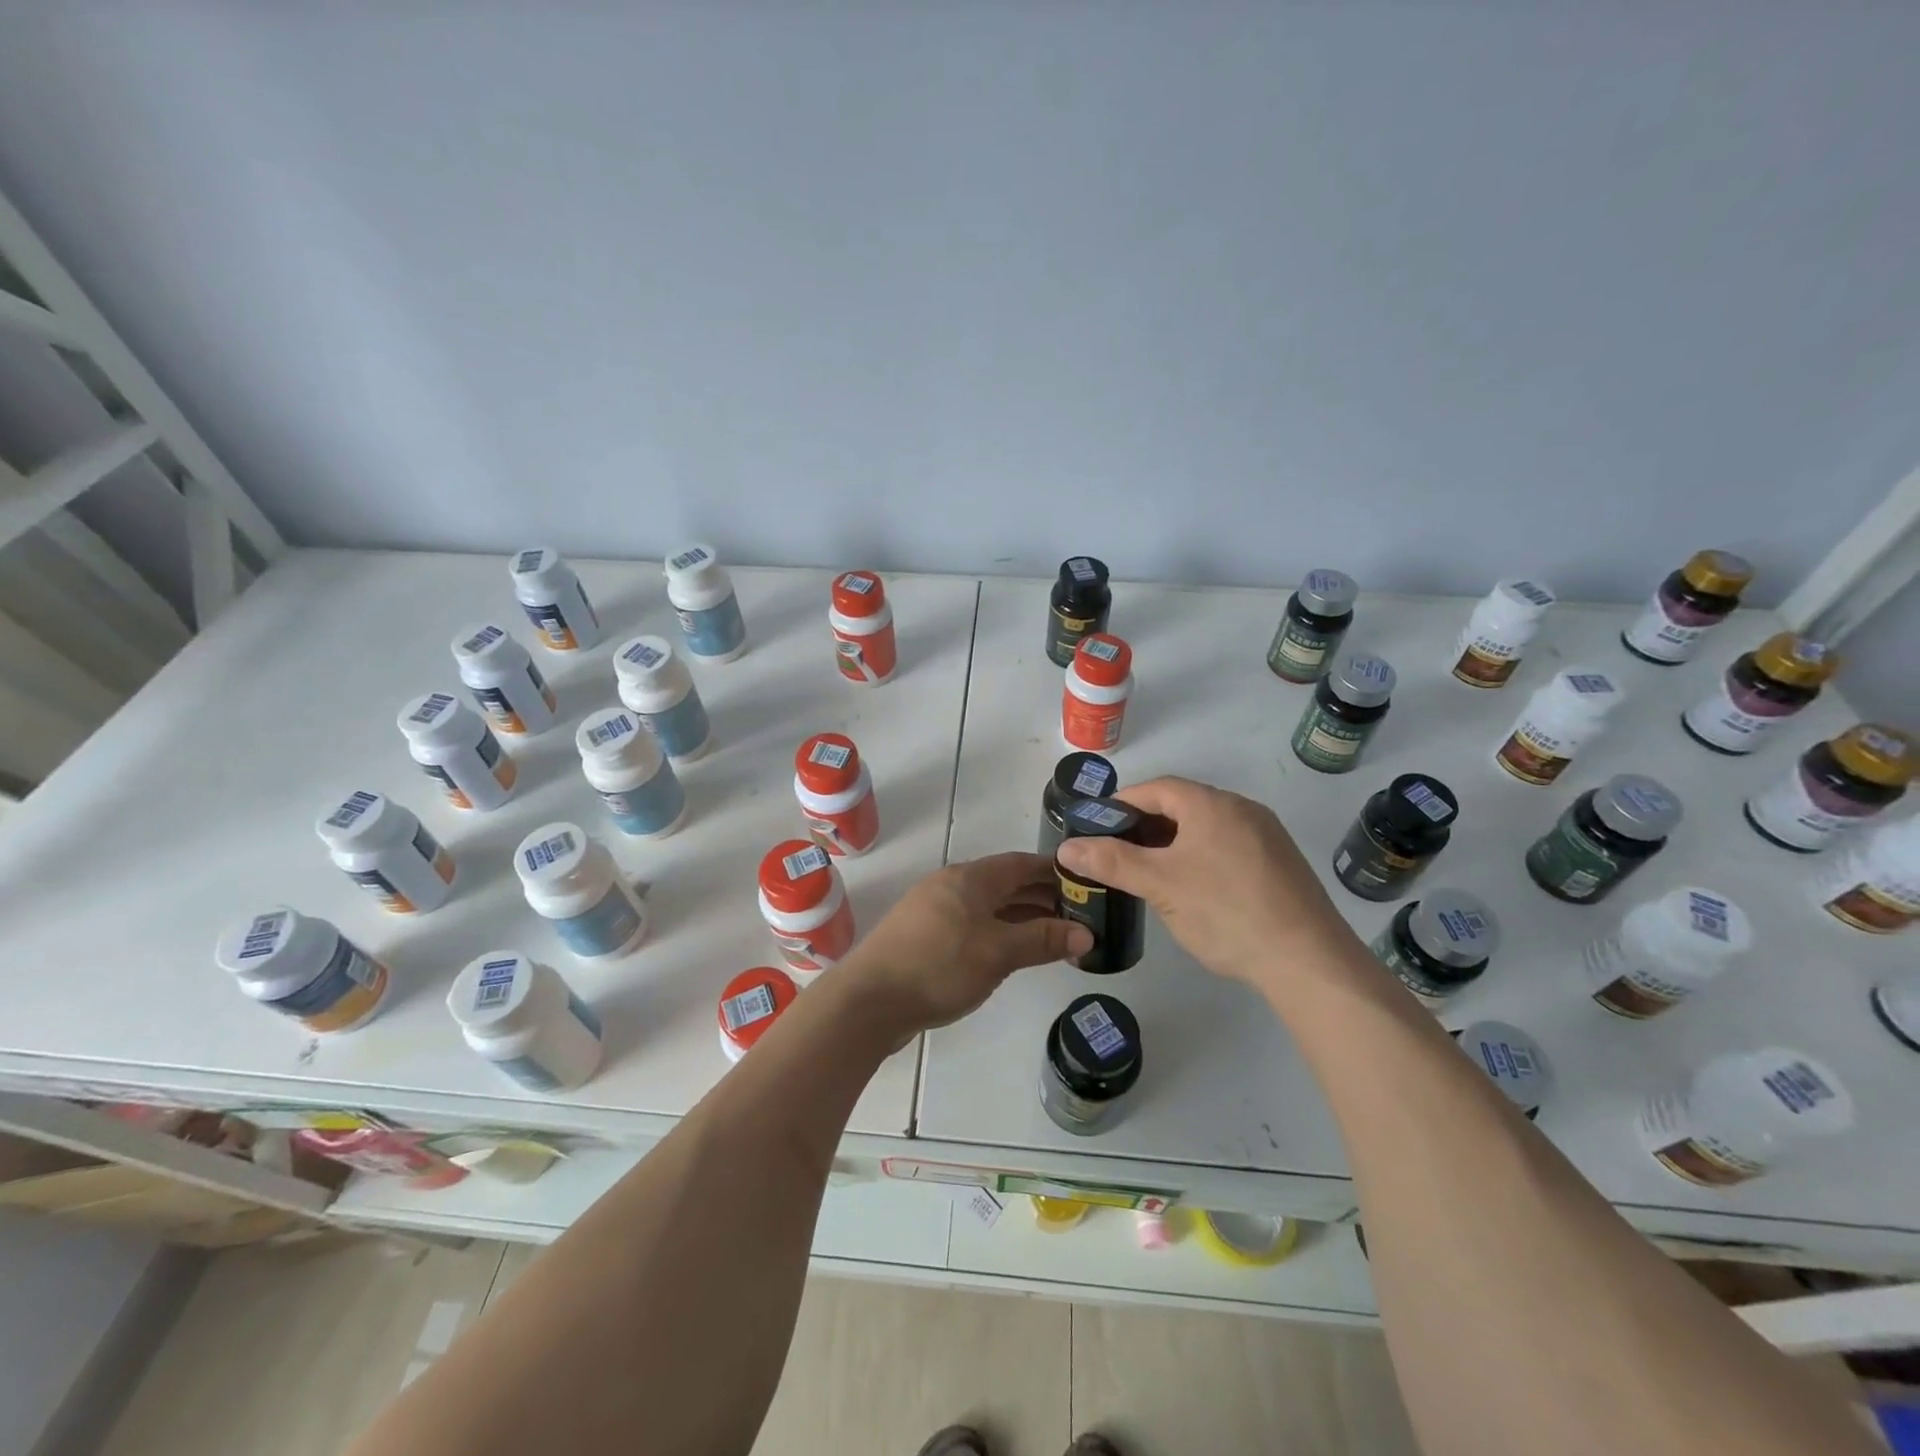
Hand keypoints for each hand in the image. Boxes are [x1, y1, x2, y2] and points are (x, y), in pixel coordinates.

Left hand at [840, 853, 1093, 1032]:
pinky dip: (997, 932)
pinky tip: (1011, 953)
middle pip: (1005, 883)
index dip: (1053, 872)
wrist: (869, 1000)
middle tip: (1078, 916)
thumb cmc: (939, 966)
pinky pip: (972, 924)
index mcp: (970, 878)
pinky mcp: (924, 936)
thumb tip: (1087, 933)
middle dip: (1041, 897)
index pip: (1020, 863)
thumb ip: (1042, 940)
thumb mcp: (998, 952)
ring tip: (1053, 936)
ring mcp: (934, 910)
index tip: (1084, 885)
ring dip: (1020, 917)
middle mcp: (952, 885)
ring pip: (988, 906)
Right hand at [1054, 776, 1358, 993]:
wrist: (1307, 960)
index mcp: (1211, 804)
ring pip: (1206, 828)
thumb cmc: (1225, 911)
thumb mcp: (1159, 885)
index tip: (1096, 827)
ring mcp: (1266, 836)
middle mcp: (1242, 809)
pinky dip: (1201, 857)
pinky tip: (1193, 889)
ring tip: (1148, 873)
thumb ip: (1111, 861)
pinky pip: (1229, 847)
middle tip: (1117, 853)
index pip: (1156, 788)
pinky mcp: (1280, 864)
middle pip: (1182, 805)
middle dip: (1145, 825)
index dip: (1121, 804)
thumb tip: (1068, 847)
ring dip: (1173, 843)